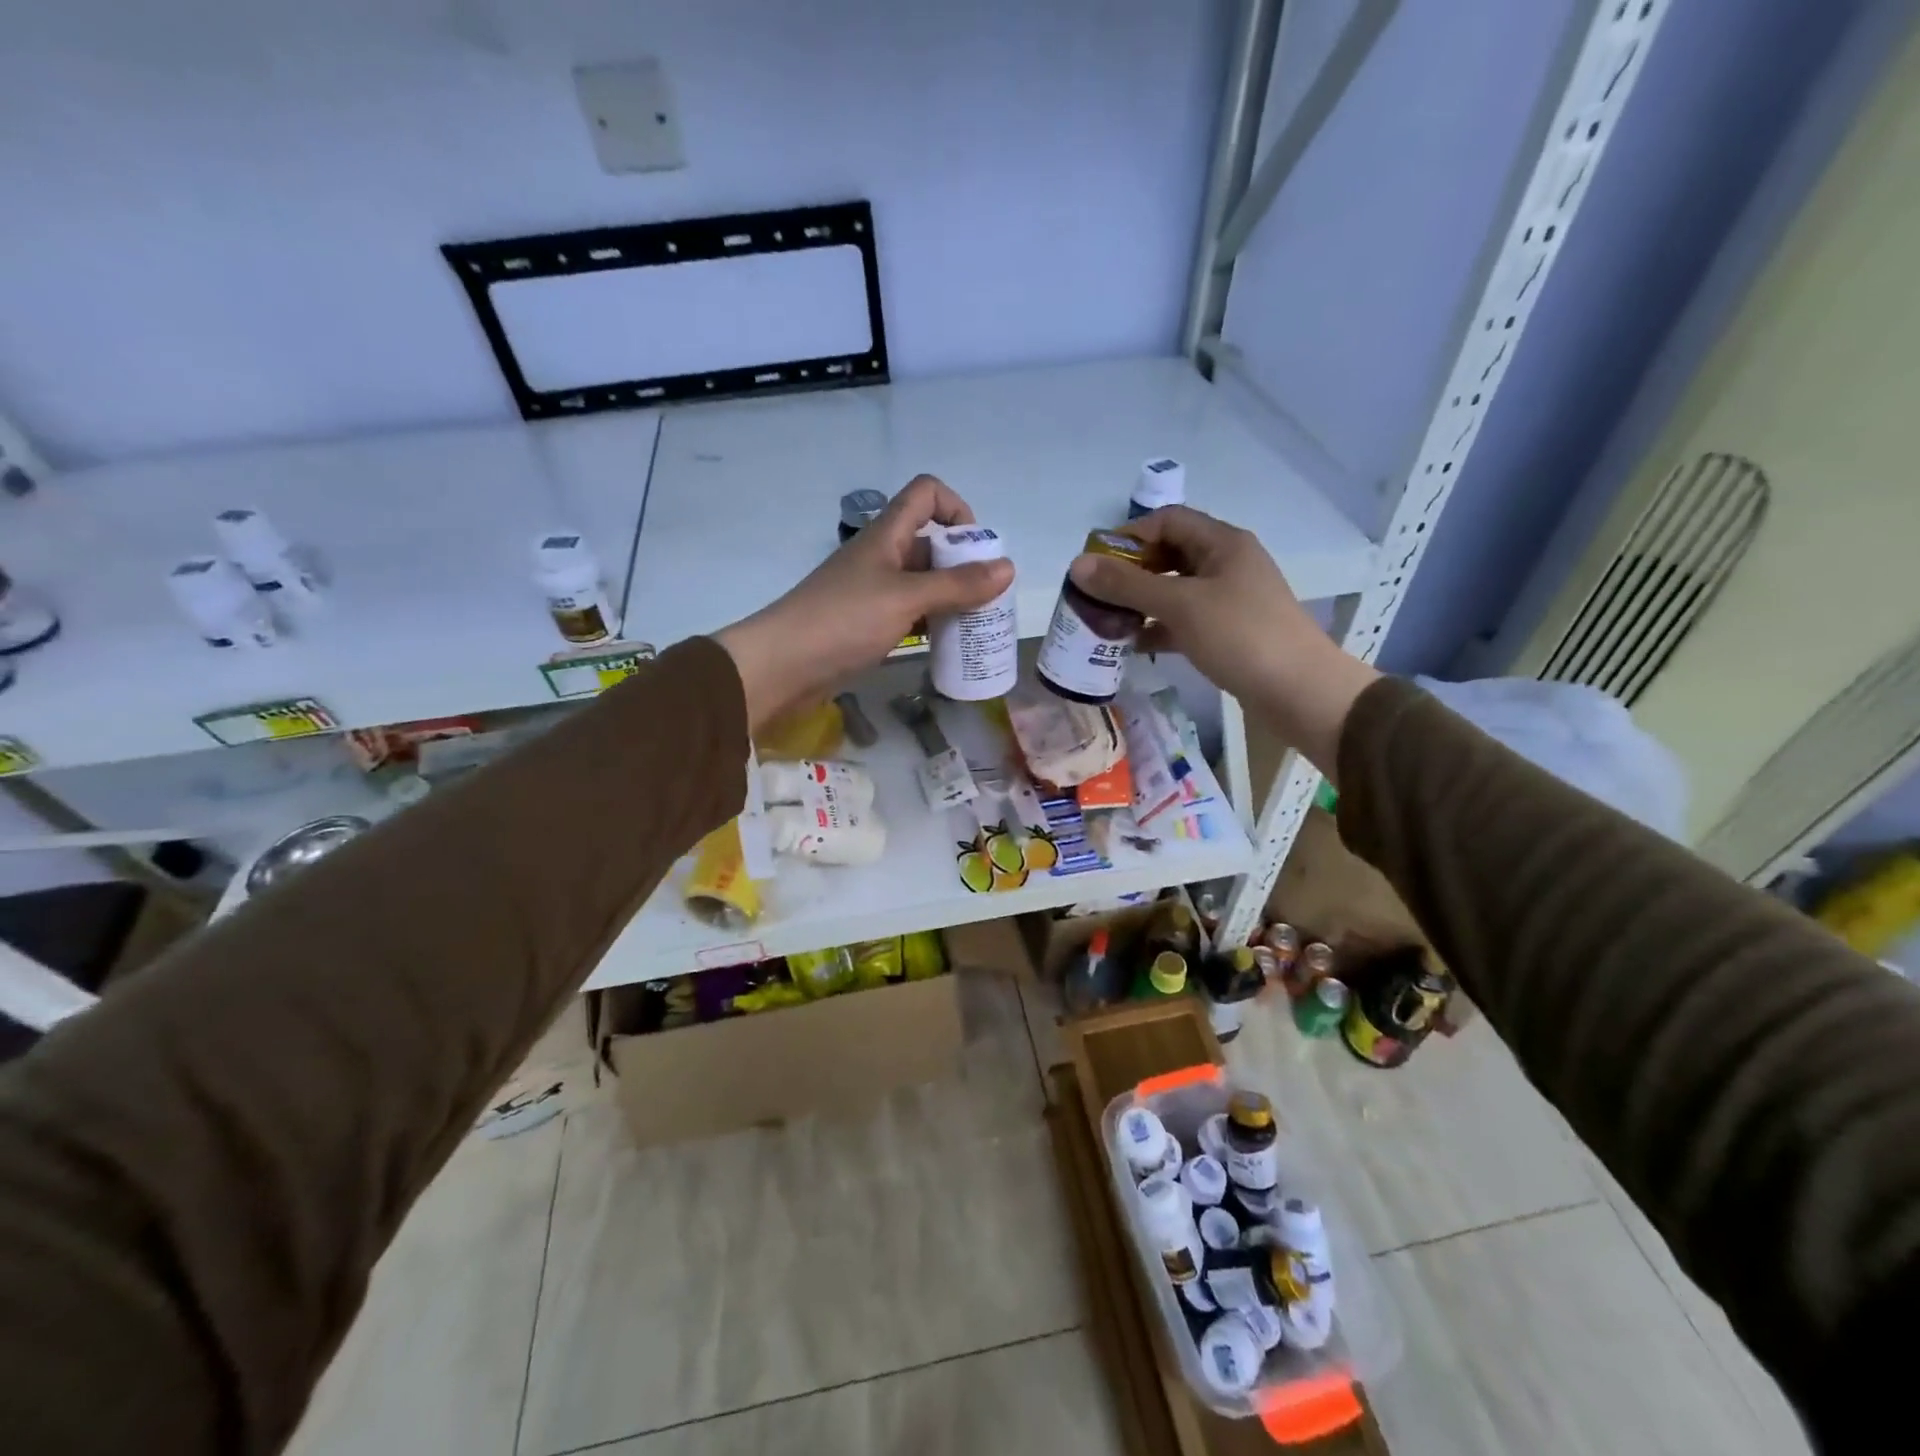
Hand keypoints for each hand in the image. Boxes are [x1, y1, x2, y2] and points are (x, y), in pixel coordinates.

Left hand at [717, 475, 1013, 728]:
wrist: (782, 666)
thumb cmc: (843, 621)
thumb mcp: (906, 599)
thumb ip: (957, 585)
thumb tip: (1008, 567)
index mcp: (887, 535)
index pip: (926, 494)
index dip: (956, 508)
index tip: (976, 548)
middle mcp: (881, 557)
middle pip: (930, 543)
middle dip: (964, 564)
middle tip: (990, 599)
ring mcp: (872, 592)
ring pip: (922, 583)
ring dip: (950, 598)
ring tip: (977, 626)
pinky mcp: (867, 624)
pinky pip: (909, 613)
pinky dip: (931, 622)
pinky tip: (948, 644)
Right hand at [1067, 505, 1379, 775]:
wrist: (1298, 691)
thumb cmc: (1240, 636)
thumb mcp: (1179, 605)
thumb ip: (1127, 585)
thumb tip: (1077, 565)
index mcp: (1222, 543)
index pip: (1167, 521)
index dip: (1129, 535)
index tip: (1095, 562)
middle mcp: (1226, 564)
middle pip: (1169, 555)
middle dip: (1131, 572)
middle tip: (1096, 594)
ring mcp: (1229, 599)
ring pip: (1175, 590)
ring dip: (1141, 603)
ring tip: (1107, 621)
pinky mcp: (1228, 631)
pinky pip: (1184, 621)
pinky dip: (1158, 628)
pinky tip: (1133, 646)